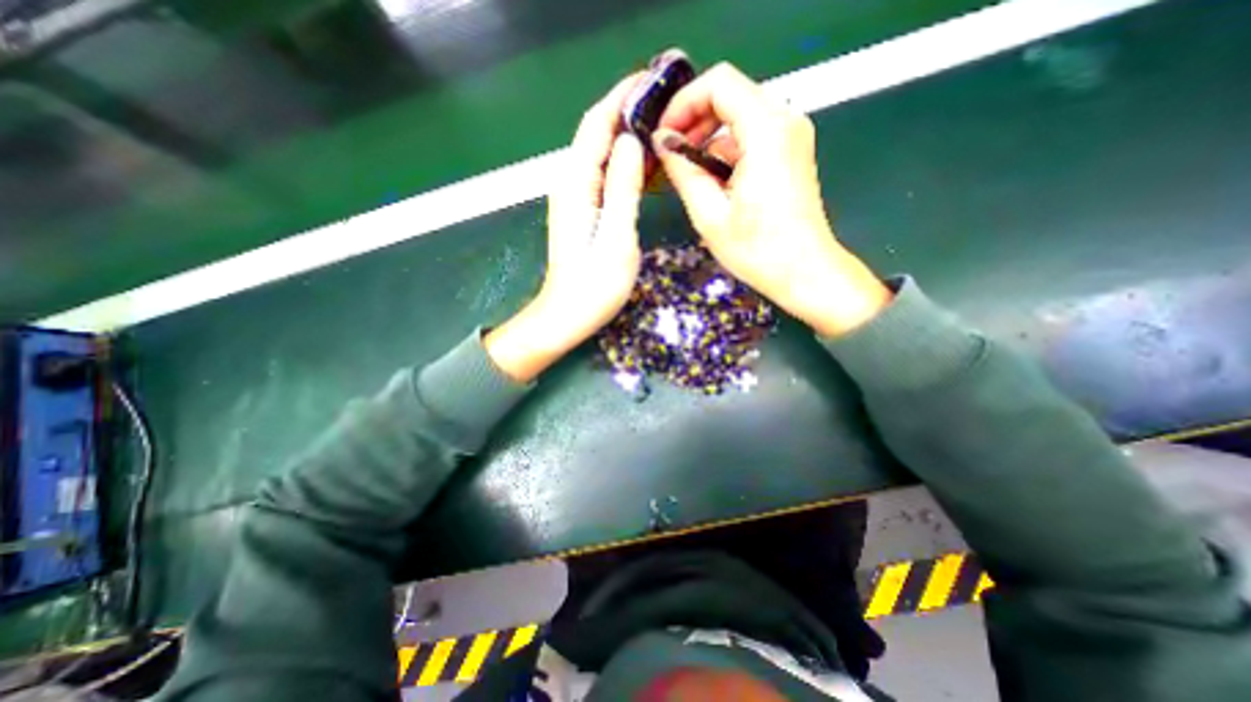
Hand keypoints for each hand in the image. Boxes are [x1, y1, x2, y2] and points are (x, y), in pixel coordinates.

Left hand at [486, 75, 650, 379]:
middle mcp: (570, 183)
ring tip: (661, 126)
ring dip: (626, 134)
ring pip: (600, 152)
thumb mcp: (616, 237)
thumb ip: (622, 188)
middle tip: (666, 103)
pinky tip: (644, 164)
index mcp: (577, 184)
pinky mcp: (582, 211)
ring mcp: (575, 197)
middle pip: (596, 133)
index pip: (596, 124)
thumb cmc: (594, 286)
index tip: (654, 81)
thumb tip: (631, 141)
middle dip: (627, 110)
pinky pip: (602, 174)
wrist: (567, 316)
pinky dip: (622, 161)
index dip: (622, 97)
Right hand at [656, 63, 887, 336]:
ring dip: (708, 141)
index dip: (684, 102)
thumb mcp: (710, 215)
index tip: (664, 133)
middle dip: (694, 121)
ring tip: (687, 175)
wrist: (804, 272)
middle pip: (730, 96)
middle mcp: (785, 121)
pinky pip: (751, 138)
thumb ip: (683, 172)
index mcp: (767, 131)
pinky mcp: (790, 154)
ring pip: (738, 118)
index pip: (719, 83)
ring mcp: (791, 137)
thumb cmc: (758, 250)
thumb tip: (663, 143)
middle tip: (670, 154)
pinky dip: (726, 153)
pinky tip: (712, 184)